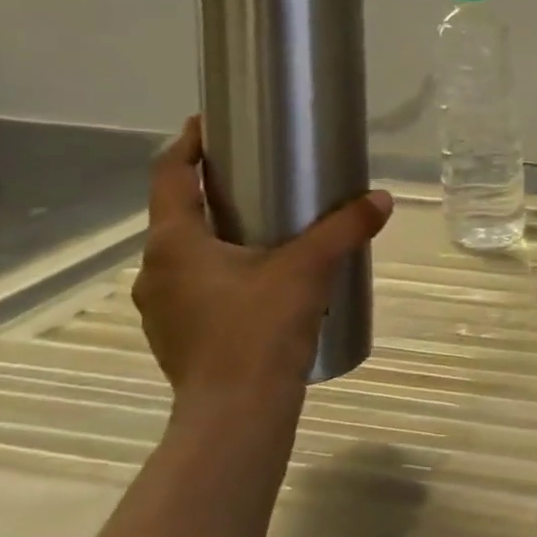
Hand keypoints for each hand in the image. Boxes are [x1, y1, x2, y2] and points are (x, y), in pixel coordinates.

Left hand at [131, 117, 393, 407]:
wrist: (236, 412)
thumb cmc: (260, 329)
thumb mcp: (309, 269)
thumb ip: (344, 230)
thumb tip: (381, 198)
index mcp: (175, 244)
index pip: (169, 177)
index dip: (187, 145)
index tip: (208, 124)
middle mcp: (155, 271)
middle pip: (179, 217)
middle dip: (213, 194)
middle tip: (258, 180)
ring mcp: (162, 308)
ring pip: (188, 257)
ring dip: (218, 238)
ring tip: (266, 235)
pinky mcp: (178, 337)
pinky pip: (197, 289)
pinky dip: (223, 274)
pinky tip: (262, 287)